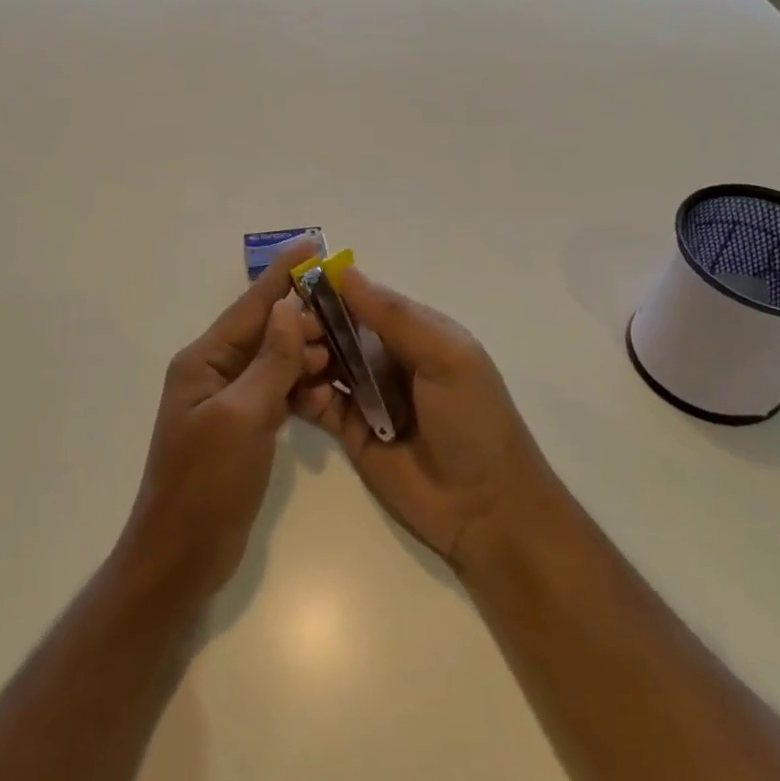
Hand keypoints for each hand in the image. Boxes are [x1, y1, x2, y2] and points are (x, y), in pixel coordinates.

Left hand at [117, 241, 329, 602]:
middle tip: (344, 321)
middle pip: (265, 331)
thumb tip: (289, 307)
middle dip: (303, 321)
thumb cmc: (206, 483)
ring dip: (305, 357)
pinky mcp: (242, 427)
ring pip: (275, 362)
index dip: (282, 274)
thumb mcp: (242, 417)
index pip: (250, 306)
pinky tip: (325, 397)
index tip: (312, 245)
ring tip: (339, 360)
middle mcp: (214, 372)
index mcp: (203, 360)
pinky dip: (300, 390)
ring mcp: (228, 401)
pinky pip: (277, 393)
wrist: (182, 556)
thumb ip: (270, 361)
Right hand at [293, 264, 563, 573]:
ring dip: (305, 357)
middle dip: (312, 326)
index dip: (331, 291)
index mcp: (415, 332)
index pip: (364, 299)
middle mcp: (387, 357)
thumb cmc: (474, 421)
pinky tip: (305, 394)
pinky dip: (305, 393)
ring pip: (324, 362)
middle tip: (293, 335)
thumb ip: (394, 317)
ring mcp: (368, 394)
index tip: (297, 288)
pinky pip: (319, 402)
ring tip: (299, 365)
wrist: (486, 509)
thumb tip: (344, 270)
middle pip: (338, 329)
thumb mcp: (445, 357)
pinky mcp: (351, 430)